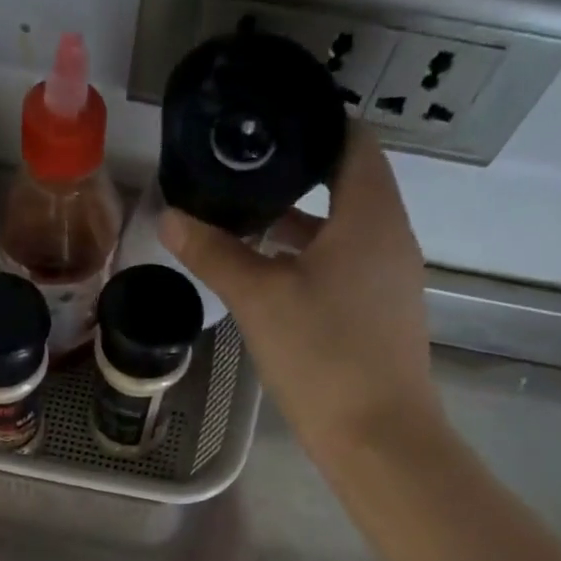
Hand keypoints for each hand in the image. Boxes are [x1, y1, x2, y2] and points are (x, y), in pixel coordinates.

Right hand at [158, 124, 441, 455]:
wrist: (377, 436)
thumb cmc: (323, 355)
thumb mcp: (260, 299)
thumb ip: (216, 254)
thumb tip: (170, 217)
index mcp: (370, 214)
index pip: (352, 140)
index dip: (312, 124)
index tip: (265, 124)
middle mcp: (390, 236)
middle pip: (347, 184)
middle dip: (294, 175)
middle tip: (239, 171)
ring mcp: (389, 278)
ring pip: (343, 230)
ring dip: (299, 222)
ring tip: (243, 220)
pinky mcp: (380, 313)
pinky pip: (345, 266)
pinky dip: (310, 258)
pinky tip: (269, 276)